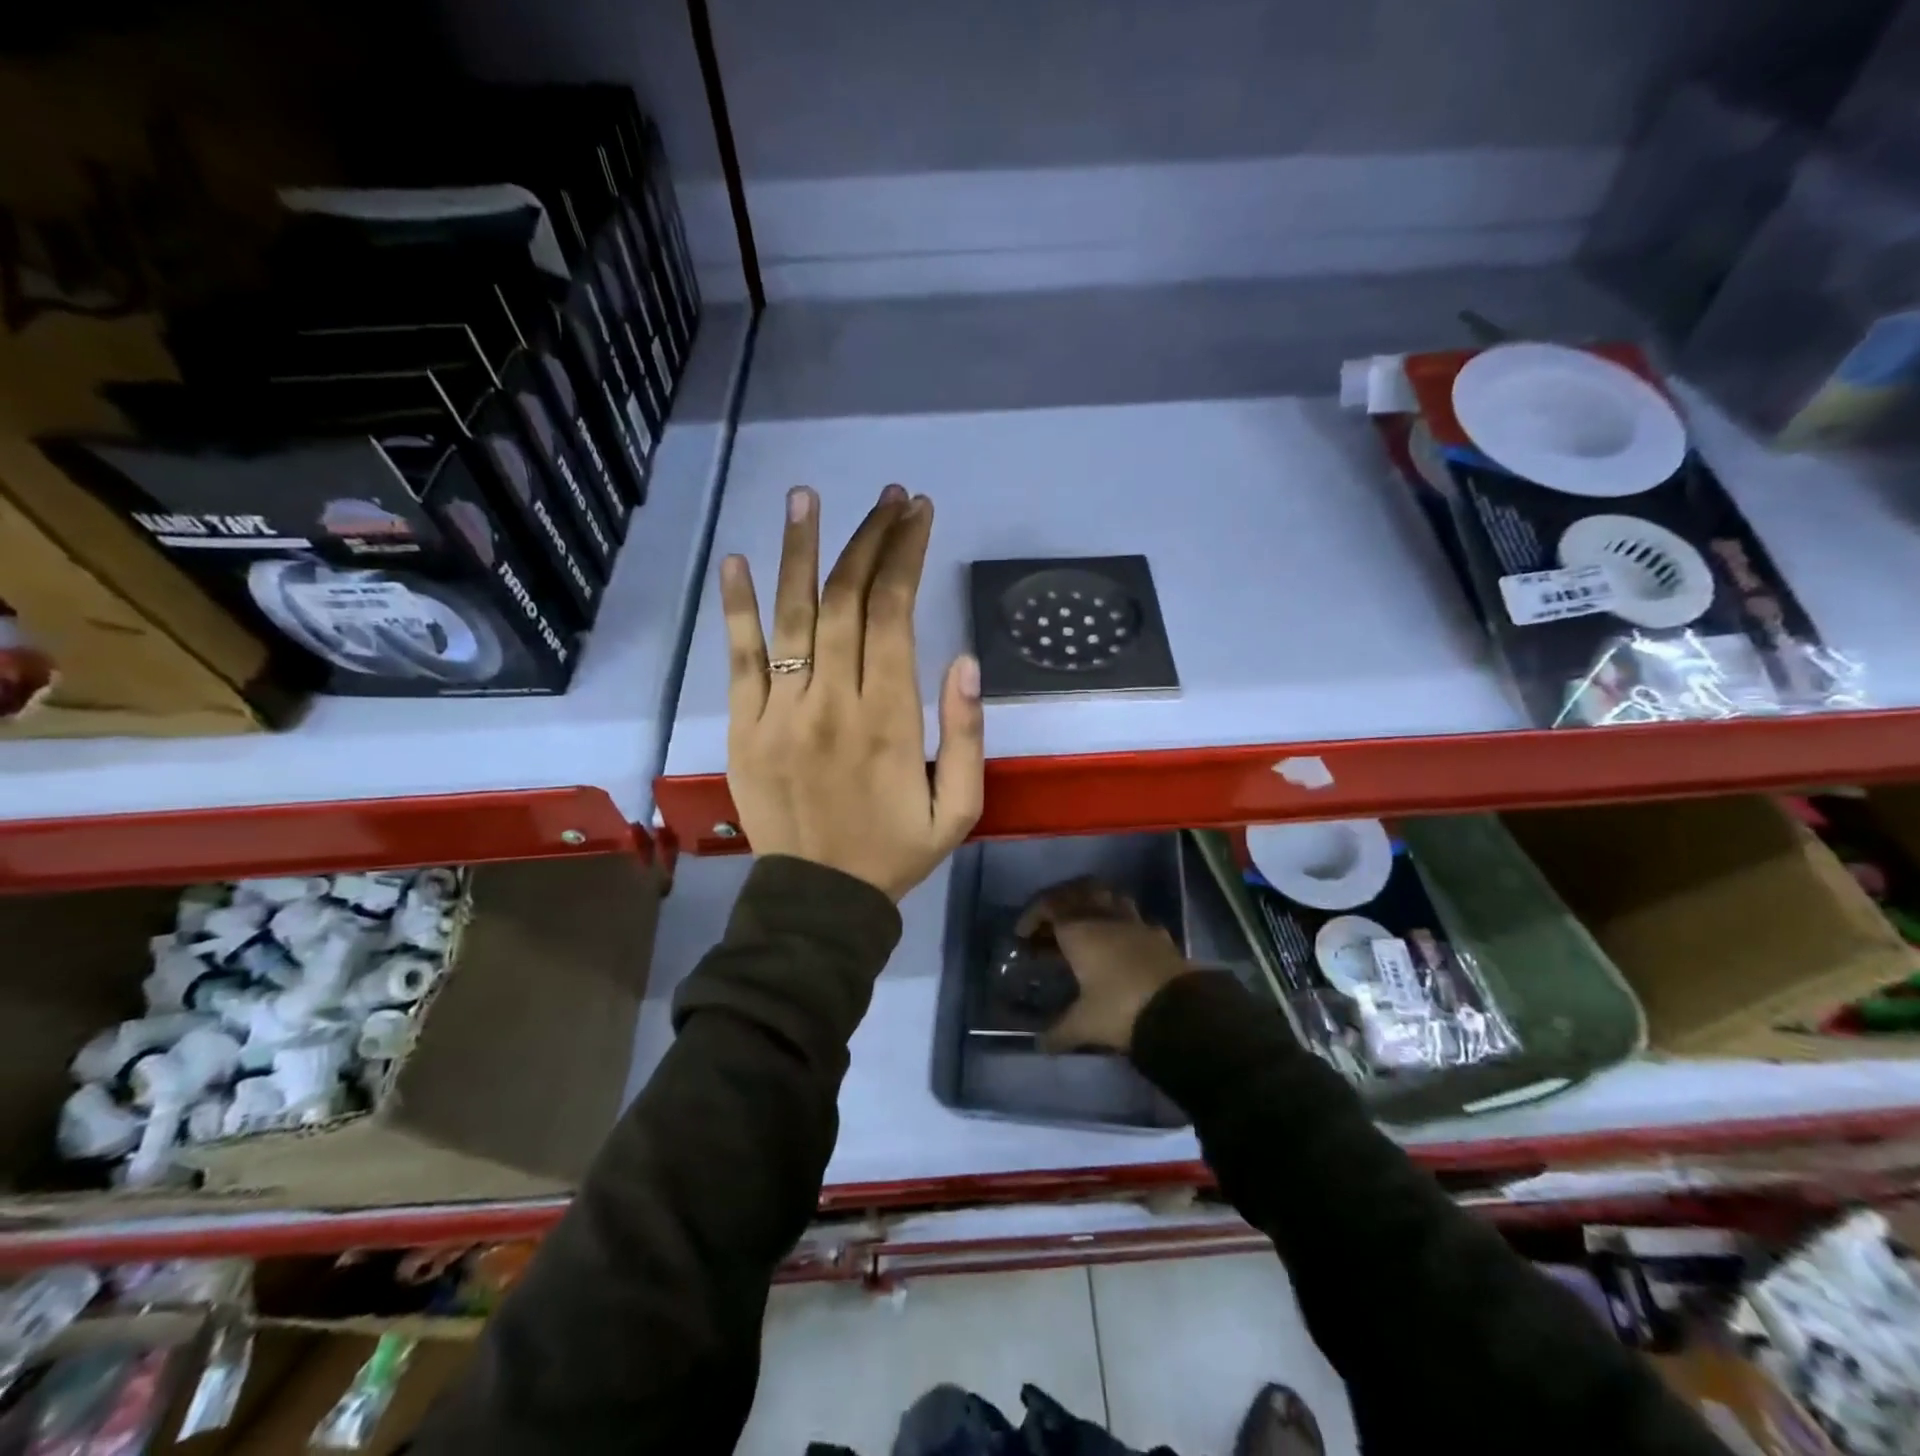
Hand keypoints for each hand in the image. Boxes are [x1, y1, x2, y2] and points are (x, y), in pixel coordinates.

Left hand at [720, 483, 984, 900]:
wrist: (819, 901)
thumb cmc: (895, 852)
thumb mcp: (959, 809)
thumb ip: (967, 735)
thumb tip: (965, 660)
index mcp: (889, 720)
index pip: (894, 615)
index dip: (906, 556)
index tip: (919, 514)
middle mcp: (832, 703)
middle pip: (846, 600)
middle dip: (869, 540)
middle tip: (887, 498)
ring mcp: (780, 713)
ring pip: (792, 616)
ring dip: (801, 551)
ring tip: (809, 497)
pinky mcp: (743, 728)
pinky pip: (739, 658)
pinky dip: (738, 607)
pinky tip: (738, 560)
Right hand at [1017, 878, 1195, 1051]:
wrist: (1181, 1011)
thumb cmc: (1121, 1009)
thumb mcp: (1084, 1025)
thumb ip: (1059, 1032)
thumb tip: (1040, 1044)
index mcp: (1080, 931)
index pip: (1049, 907)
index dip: (1033, 915)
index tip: (1023, 934)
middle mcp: (1105, 918)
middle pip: (1079, 891)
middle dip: (1062, 901)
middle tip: (1052, 923)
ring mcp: (1135, 923)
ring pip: (1109, 897)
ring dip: (1093, 904)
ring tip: (1085, 925)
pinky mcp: (1159, 936)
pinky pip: (1134, 918)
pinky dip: (1121, 923)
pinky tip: (1120, 942)